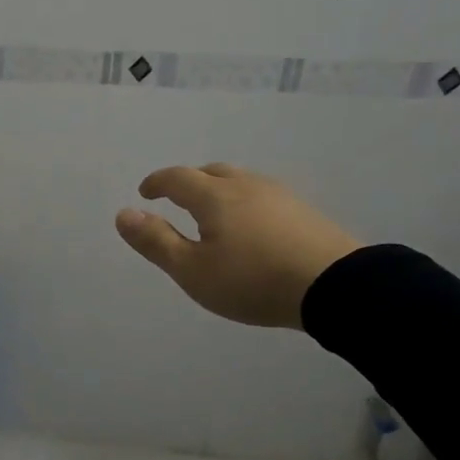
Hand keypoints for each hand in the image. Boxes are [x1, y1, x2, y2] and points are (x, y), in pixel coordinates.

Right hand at [115, 164, 361, 329]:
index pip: (177, 178)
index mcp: (214, 196)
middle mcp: (246, 186)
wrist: (336, 287)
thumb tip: (123, 213)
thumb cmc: (252, 280)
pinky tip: (251, 224)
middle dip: (189, 181)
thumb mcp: (192, 270)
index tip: (145, 193)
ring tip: (213, 212)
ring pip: (240, 181)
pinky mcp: (304, 211)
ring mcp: (280, 195)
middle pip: (211, 172)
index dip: (157, 183)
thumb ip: (156, 241)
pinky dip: (244, 202)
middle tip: (177, 198)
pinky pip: (262, 195)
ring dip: (219, 189)